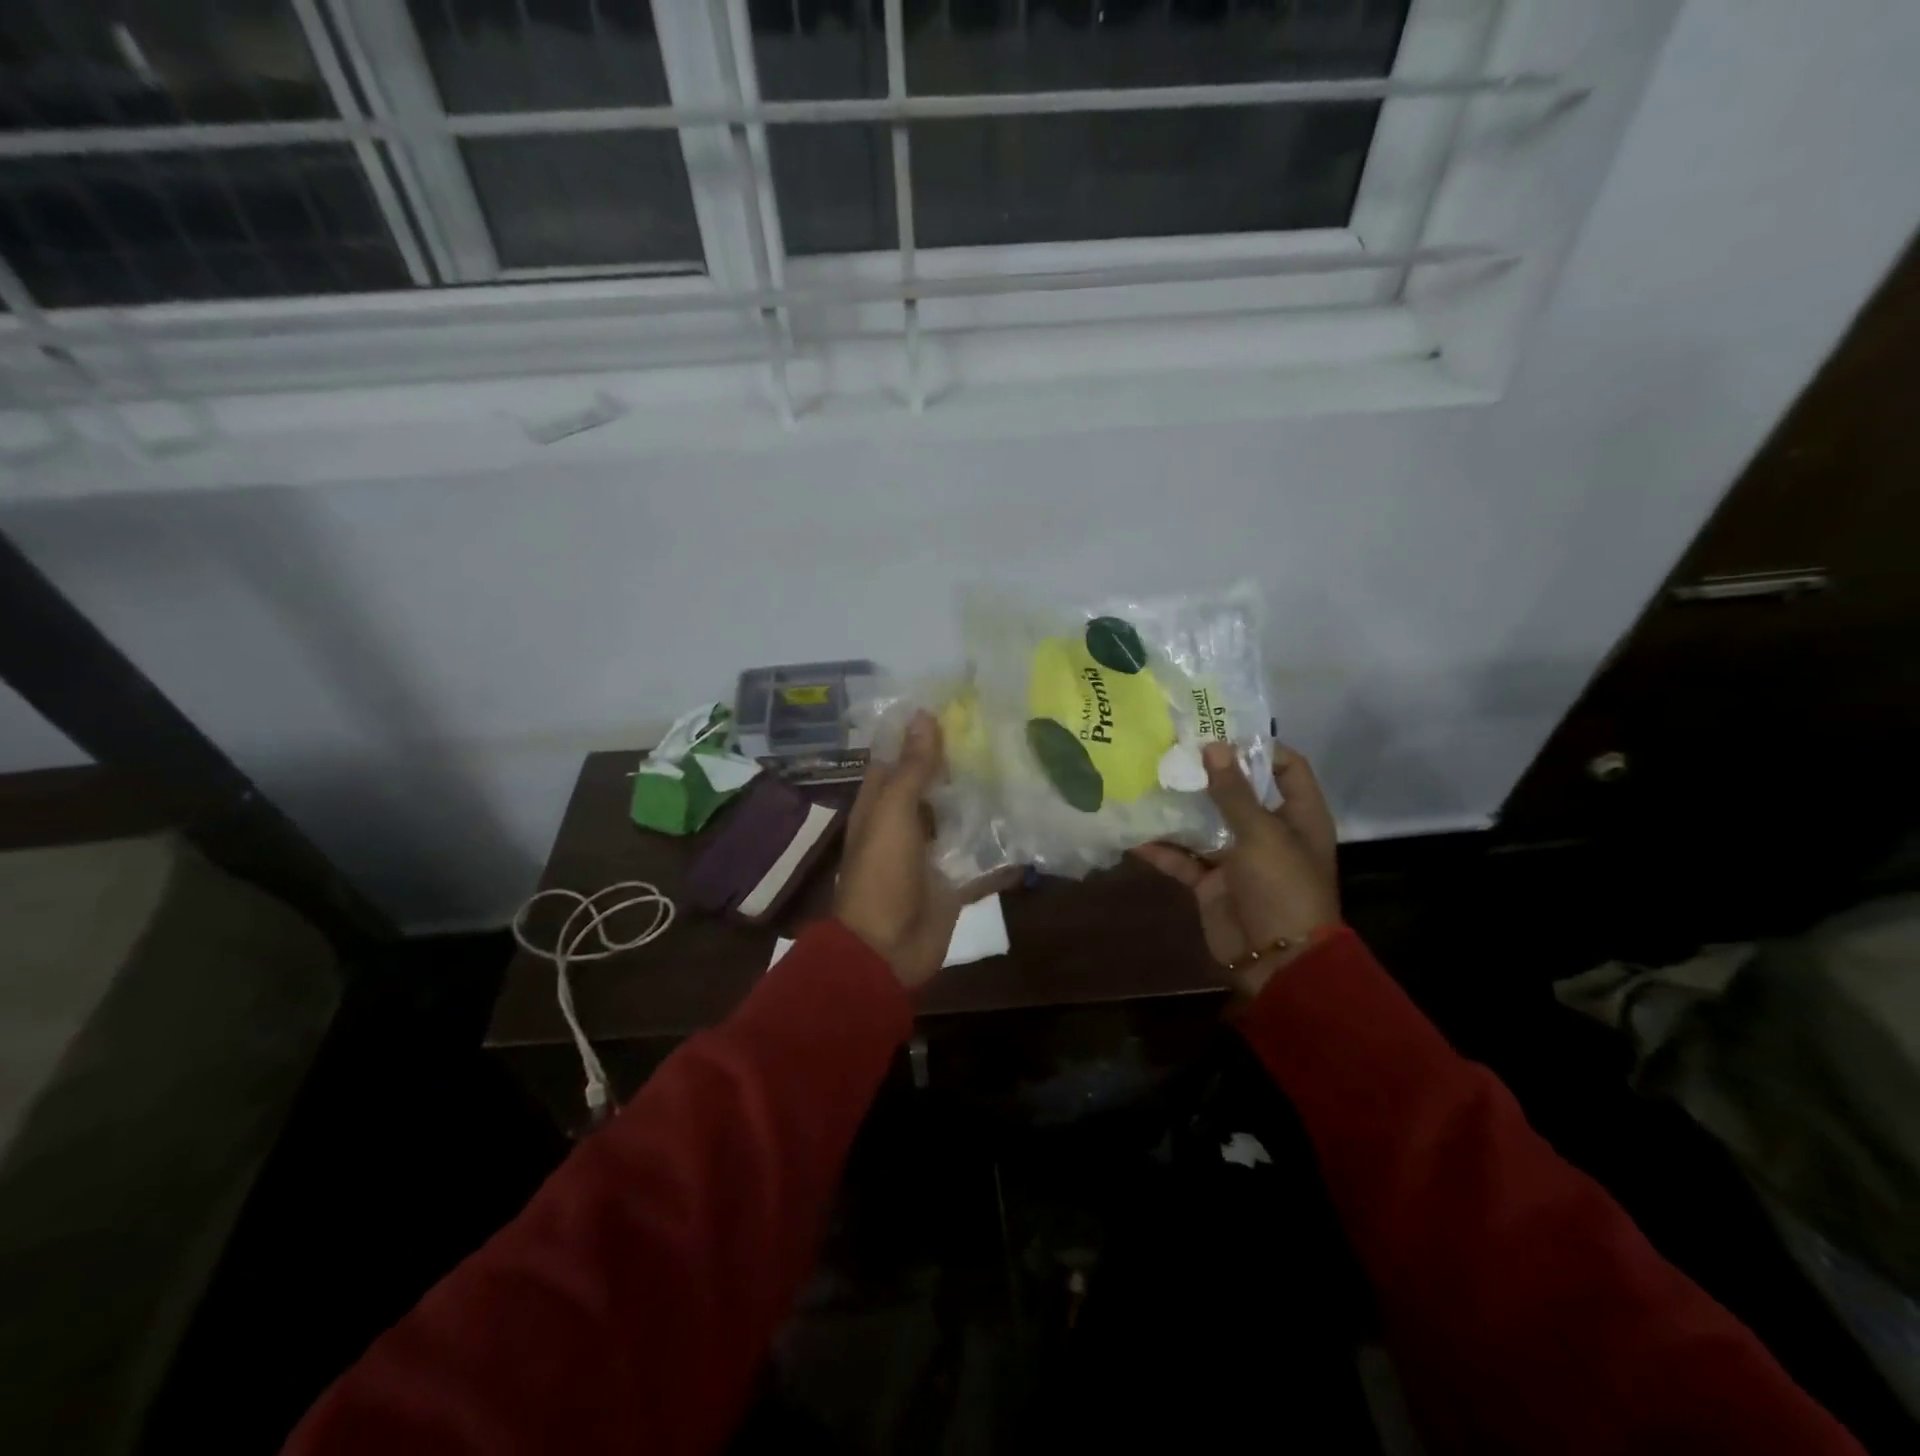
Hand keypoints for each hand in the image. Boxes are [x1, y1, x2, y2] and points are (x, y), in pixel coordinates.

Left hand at [836, 711, 1004, 989]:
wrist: (886, 951)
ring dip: (987, 799)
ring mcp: (933, 852)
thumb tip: (923, 715)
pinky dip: (1004, 847)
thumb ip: (912, 768)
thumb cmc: (882, 875)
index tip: (961, 700)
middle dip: (965, 760)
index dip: (924, 729)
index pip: (901, 754)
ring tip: (1028, 765)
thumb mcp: (893, 814)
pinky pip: (983, 858)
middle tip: (1007, 729)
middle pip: (937, 783)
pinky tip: (1034, 824)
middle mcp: (907, 821)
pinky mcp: (956, 879)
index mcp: (882, 801)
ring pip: (963, 817)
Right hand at [1132, 740, 1340, 998]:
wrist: (1277, 961)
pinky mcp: (1211, 881)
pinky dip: (1161, 849)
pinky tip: (1132, 835)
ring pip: (1204, 822)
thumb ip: (1233, 792)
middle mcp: (1268, 830)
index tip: (1217, 730)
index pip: (1285, 766)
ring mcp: (1237, 856)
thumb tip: (1213, 745)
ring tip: (1144, 780)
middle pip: (1237, 791)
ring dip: (1178, 808)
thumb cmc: (1282, 888)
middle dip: (1205, 773)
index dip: (1257, 746)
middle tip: (1168, 749)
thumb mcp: (1261, 834)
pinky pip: (1182, 858)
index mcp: (1298, 815)